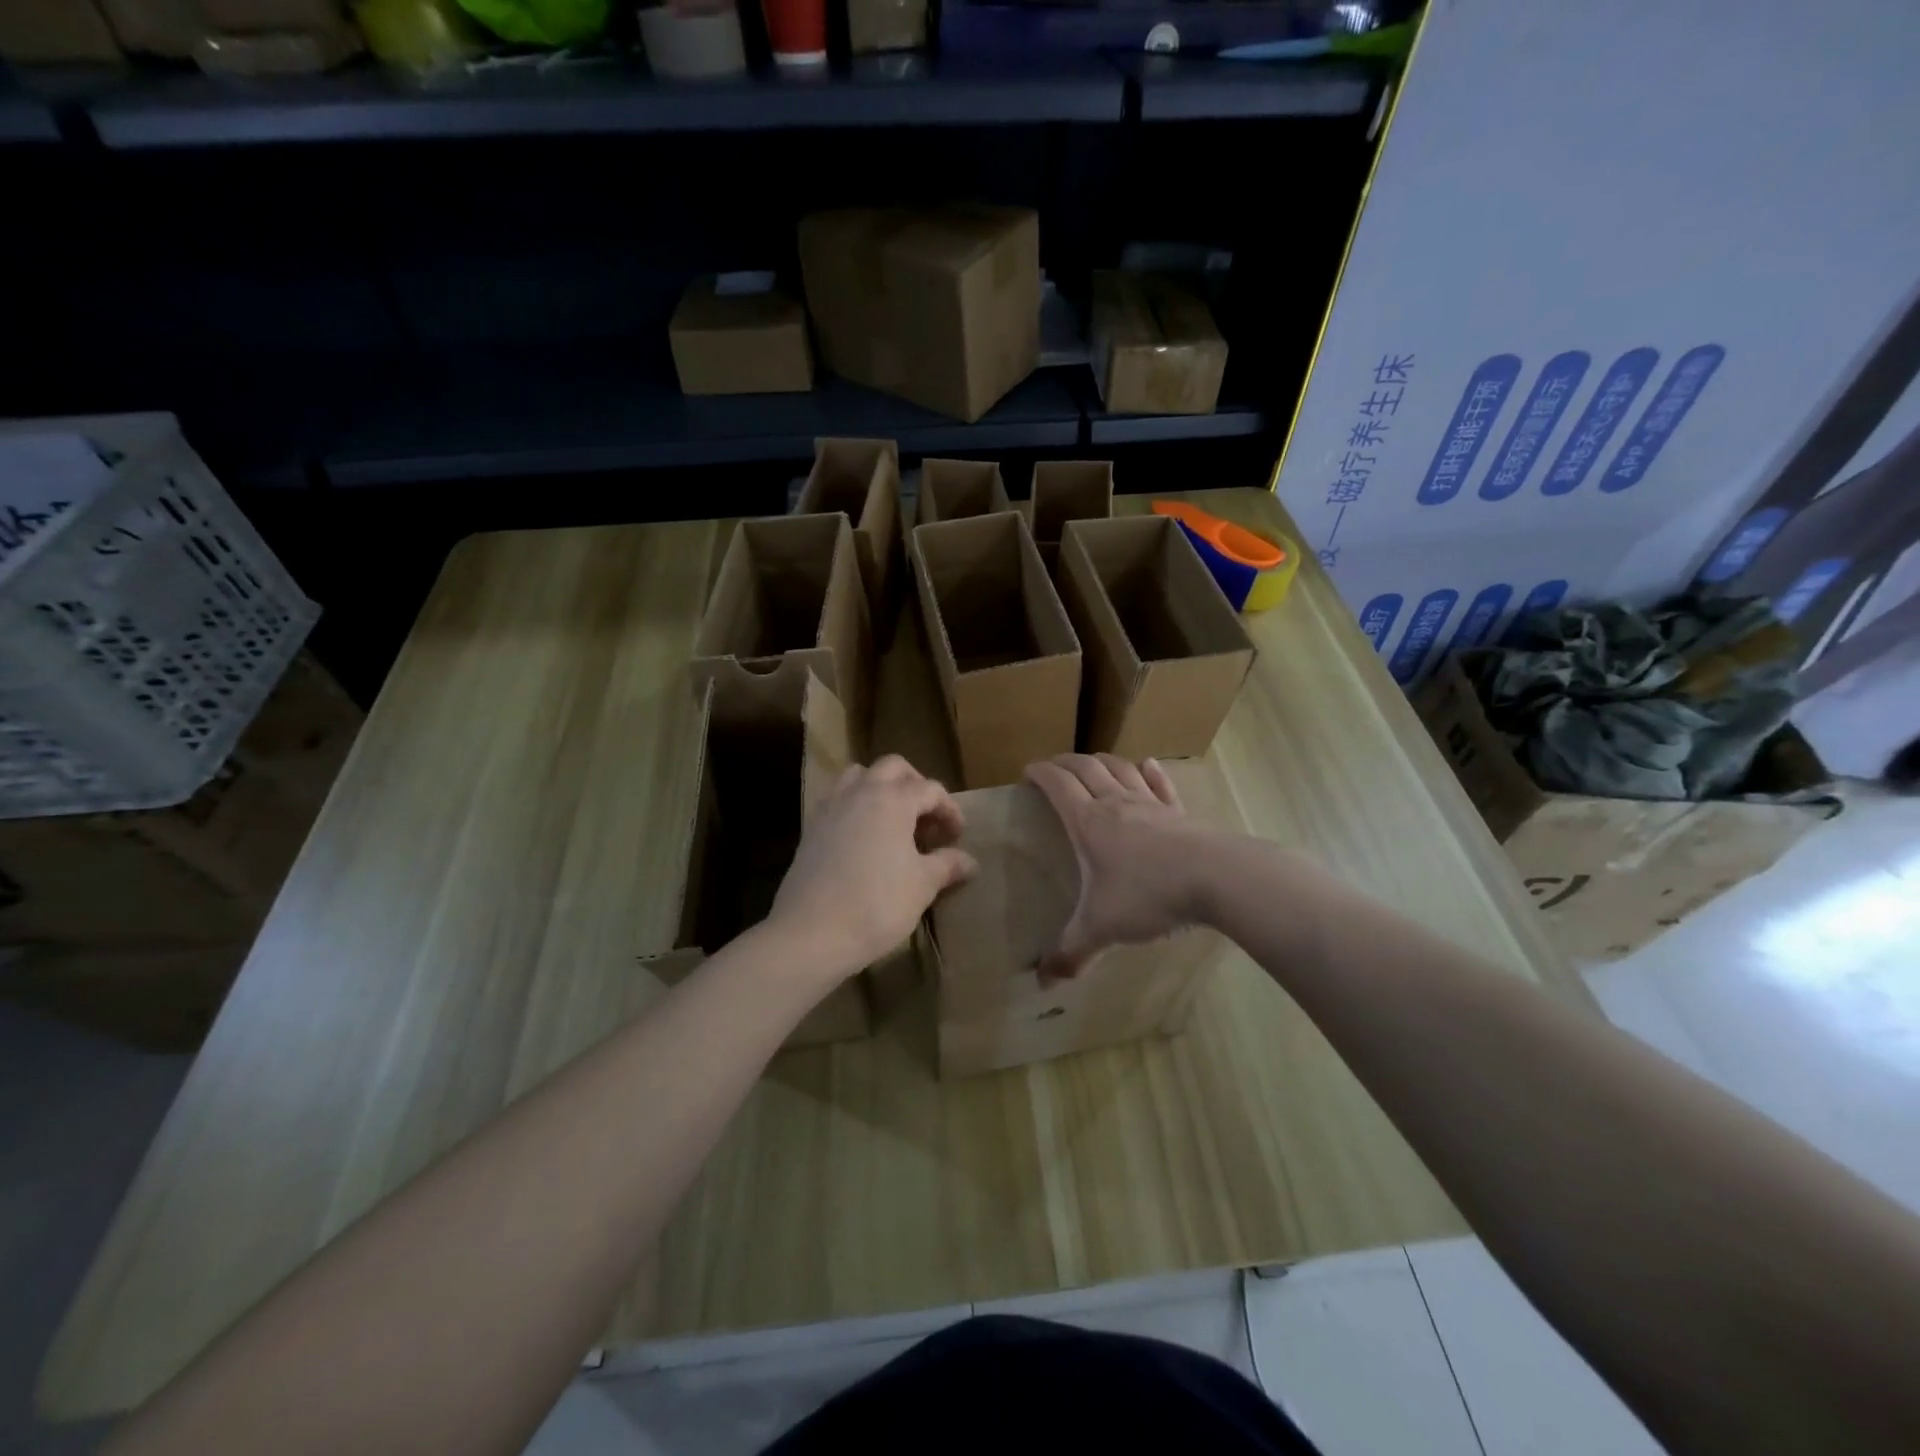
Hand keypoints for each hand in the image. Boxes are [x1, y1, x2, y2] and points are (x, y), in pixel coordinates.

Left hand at [770, 755, 977, 981]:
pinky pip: (838, 799)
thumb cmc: (877, 904)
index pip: (930, 789)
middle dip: (915, 785)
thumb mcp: (922, 885)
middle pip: (893, 768)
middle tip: (927, 818)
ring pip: (859, 776)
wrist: (811, 932)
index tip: (957, 836)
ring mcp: (831, 807)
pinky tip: (864, 838)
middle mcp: (861, 792)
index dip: (950, 810)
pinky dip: (856, 806)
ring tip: (894, 820)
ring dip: (881, 787)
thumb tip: (969, 861)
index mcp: (893, 799)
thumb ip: (947, 865)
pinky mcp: (811, 827)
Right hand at [1025, 754, 1216, 982]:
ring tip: (1092, 763)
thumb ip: (1071, 953)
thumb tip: (1042, 983)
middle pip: (1086, 768)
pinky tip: (1147, 765)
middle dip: (1065, 762)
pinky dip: (1149, 772)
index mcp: (1089, 822)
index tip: (1027, 772)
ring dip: (1102, 761)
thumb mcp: (1102, 928)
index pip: (1058, 784)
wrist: (1217, 878)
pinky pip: (1160, 784)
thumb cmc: (1149, 895)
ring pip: (1121, 769)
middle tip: (1053, 766)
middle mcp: (1117, 803)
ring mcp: (1151, 804)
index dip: (1040, 773)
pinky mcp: (1180, 813)